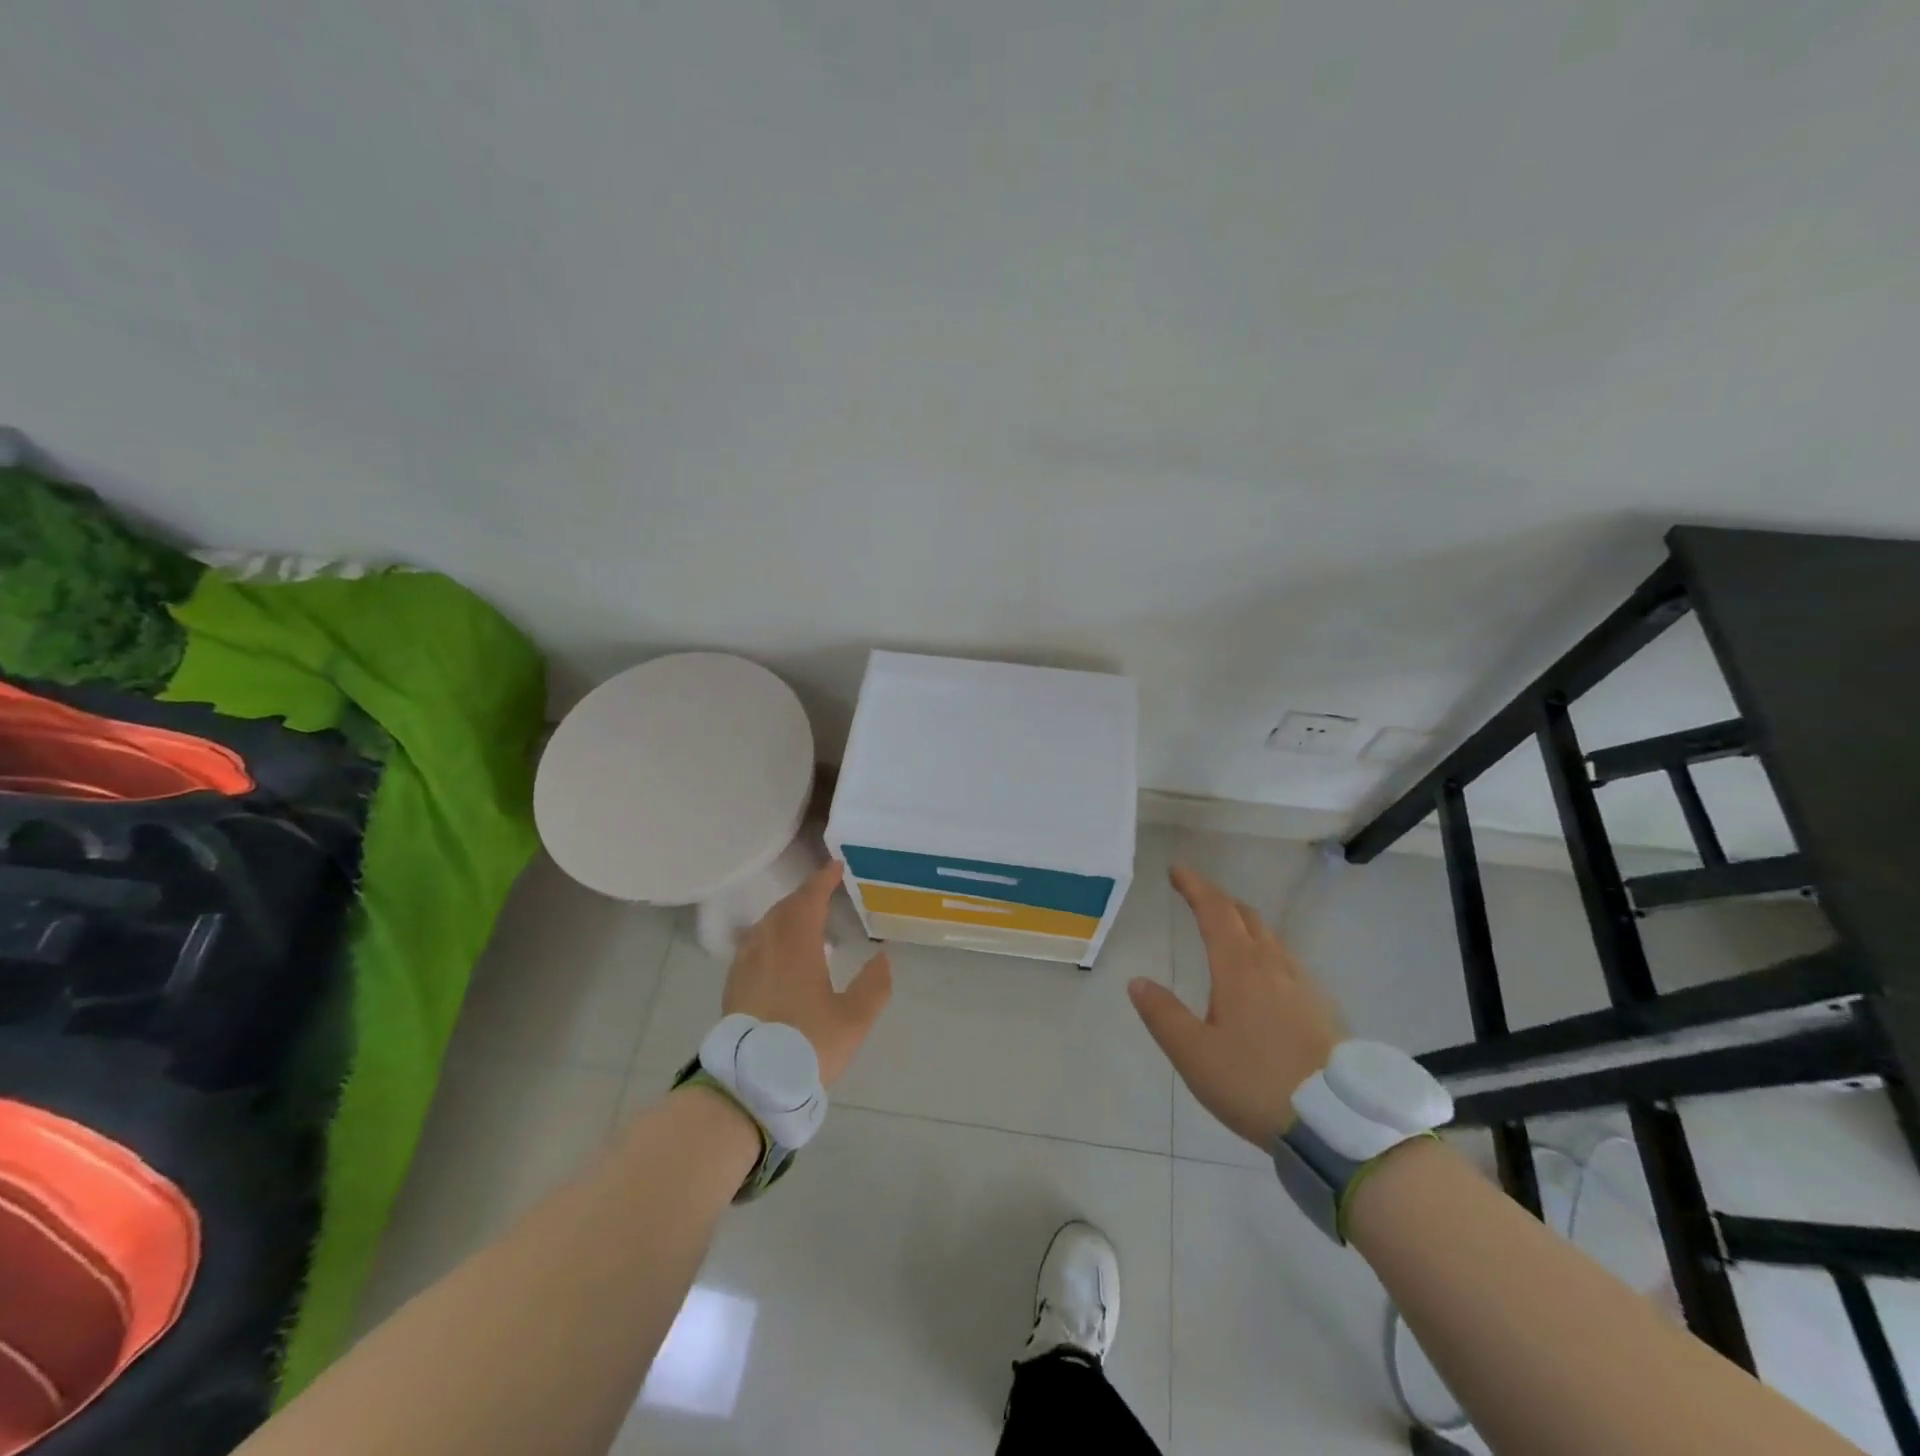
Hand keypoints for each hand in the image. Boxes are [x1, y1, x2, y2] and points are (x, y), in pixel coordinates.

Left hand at [722, 860, 892, 1087]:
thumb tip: (882, 957)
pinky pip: (753, 945)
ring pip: (765, 926)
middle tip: (824, 893)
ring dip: (785, 915)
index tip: (836, 867)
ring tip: (804, 922)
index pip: (809, 900)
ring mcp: (746, 966)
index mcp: (796, 946)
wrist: (749, 1085)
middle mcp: (767, 947)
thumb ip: (873, 986)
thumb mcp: (853, 1020)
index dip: (823, 880)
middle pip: (784, 909)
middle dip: (804, 896)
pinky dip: (770, 936)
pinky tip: (778, 954)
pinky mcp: (733, 987)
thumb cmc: (806, 1046)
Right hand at [1128, 865, 1344, 1149]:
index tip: (1176, 870)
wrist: (1338, 1123)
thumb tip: (1138, 981)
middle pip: (1246, 916)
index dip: (1194, 886)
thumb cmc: (1255, 1082)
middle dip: (1219, 900)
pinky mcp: (1322, 1008)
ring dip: (1244, 924)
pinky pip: (1287, 962)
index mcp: (1239, 968)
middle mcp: (1273, 965)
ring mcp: (1303, 985)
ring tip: (1227, 932)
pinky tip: (1263, 977)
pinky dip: (1265, 951)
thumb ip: (1163, 1015)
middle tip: (1197, 898)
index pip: (1214, 910)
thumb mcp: (1194, 1054)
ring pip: (1270, 938)